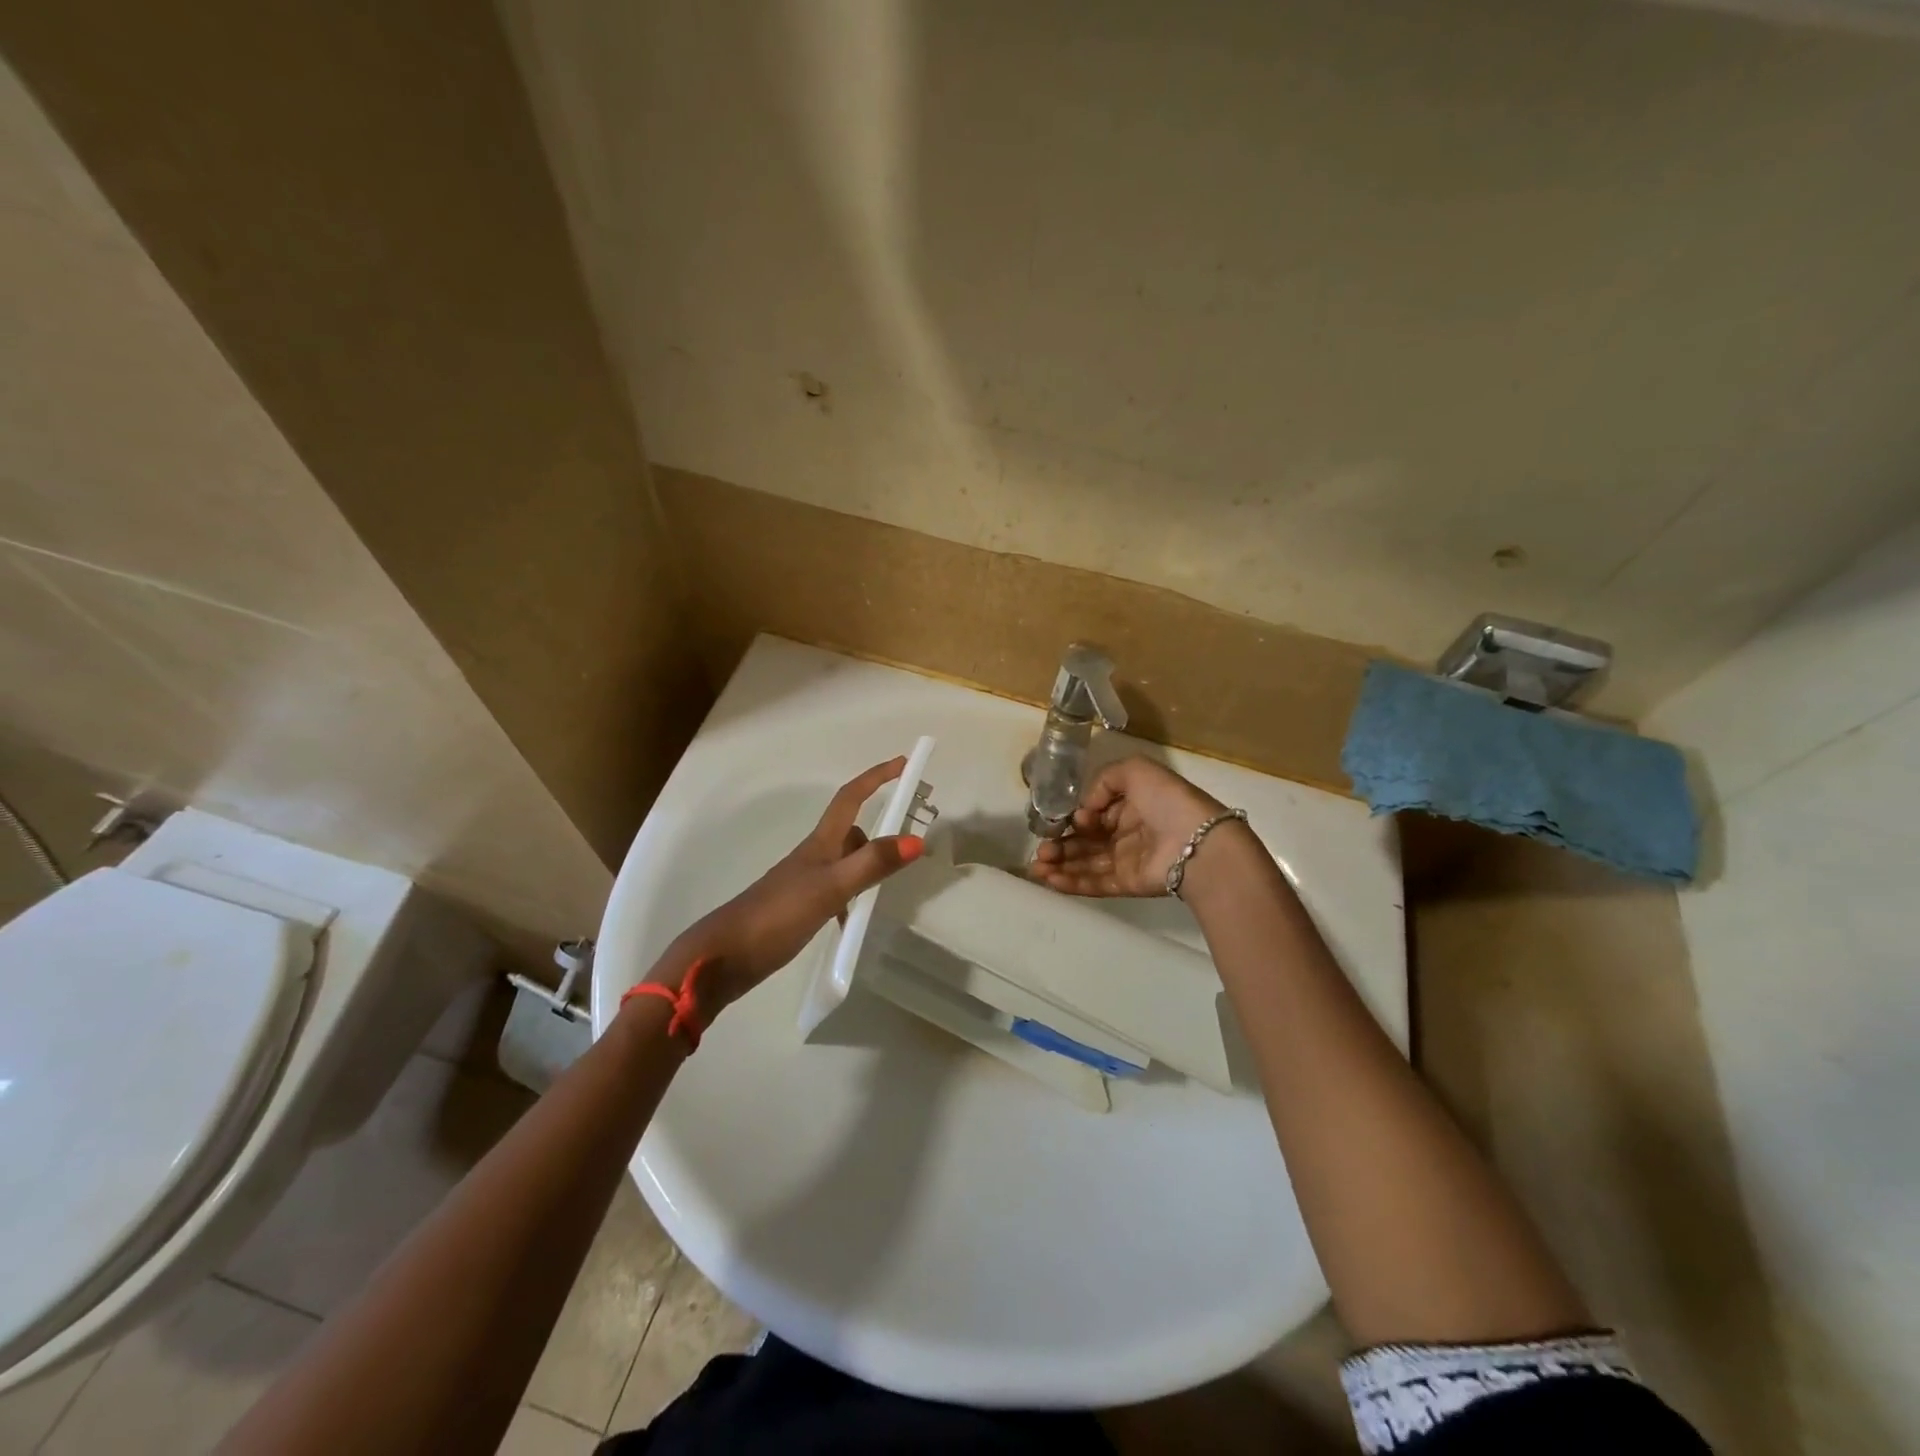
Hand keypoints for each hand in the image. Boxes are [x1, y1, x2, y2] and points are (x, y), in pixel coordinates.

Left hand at [669, 758, 924, 1010]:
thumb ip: (872, 864)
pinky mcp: (800, 906)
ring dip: (868, 867)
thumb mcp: (831, 888)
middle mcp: (814, 856)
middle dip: (880, 832)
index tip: (903, 762)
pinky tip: (855, 920)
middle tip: (910, 848)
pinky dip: (853, 896)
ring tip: (887, 892)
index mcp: (820, 843)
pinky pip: (837, 889)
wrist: (725, 955)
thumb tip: (917, 839)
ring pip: (846, 862)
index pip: (851, 798)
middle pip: (852, 831)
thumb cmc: (778, 914)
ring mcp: (805, 881)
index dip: (876, 777)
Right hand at [1029, 756, 1224, 897]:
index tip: (1063, 820)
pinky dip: (1071, 883)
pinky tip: (1050, 879)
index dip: (1074, 817)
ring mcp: (1126, 860)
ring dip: (1059, 865)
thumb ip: (1103, 781)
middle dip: (1059, 845)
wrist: (1197, 842)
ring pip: (1085, 863)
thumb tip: (1085, 809)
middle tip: (1040, 849)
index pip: (1093, 813)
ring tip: (1036, 866)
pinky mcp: (1127, 884)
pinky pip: (1095, 883)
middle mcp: (1126, 832)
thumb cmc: (1166, 800)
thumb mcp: (1135, 770)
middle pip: (1084, 840)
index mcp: (1130, 804)